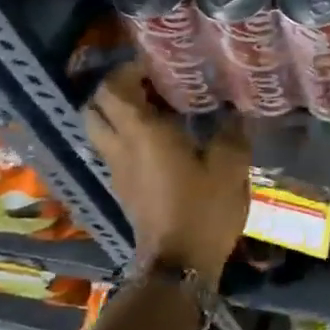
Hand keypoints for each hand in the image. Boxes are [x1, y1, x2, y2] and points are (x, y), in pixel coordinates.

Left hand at [84, 63, 248, 285]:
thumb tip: (234, 115)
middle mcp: (120, 147)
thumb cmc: (203, 209)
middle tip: (149, 83)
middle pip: (95, 108)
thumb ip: (231, 133)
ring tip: (156, 108)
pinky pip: (114, 149)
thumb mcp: (230, 166)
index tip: (156, 63)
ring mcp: (117, 170)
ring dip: (119, 113)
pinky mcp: (124, 189)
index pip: (113, 90)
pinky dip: (127, 135)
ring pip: (100, 130)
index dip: (127, 71)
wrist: (179, 265)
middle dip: (115, 89)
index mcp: (142, 134)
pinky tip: (162, 139)